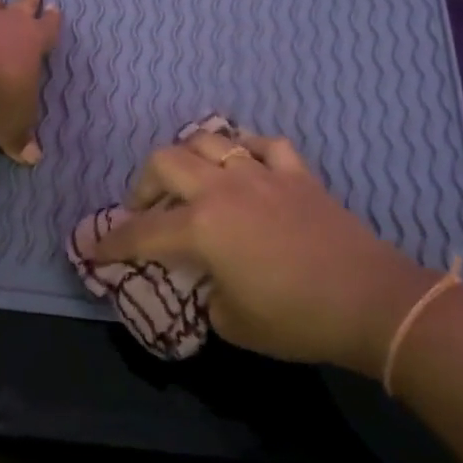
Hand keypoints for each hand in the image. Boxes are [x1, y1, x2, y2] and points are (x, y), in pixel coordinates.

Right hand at [88, 130, 442, 376]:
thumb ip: (206, 293)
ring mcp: (261, 173)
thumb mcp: (233, 322)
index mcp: (201, 227)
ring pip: (210, 140)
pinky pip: (262, 145)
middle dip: (143, 185)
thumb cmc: (296, 319)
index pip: (141, 232)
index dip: (111, 243)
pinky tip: (245, 167)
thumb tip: (209, 280)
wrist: (370, 301)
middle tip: (145, 211)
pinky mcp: (296, 173)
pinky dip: (245, 152)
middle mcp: (223, 189)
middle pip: (165, 162)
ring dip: (189, 159)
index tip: (92, 249)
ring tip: (191, 183)